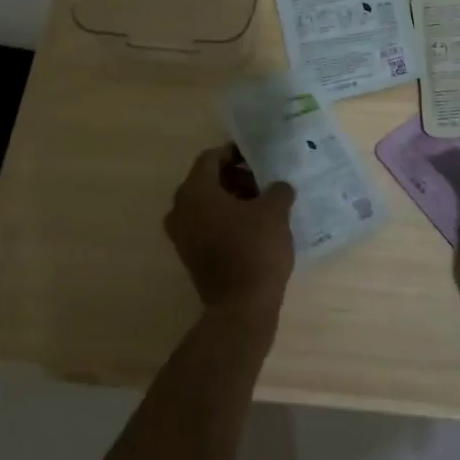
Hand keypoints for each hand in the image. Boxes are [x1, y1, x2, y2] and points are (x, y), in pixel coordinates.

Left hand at [164, 145, 296, 312]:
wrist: (242, 305)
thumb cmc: (255, 248)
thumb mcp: (275, 211)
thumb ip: (277, 189)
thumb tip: (278, 186)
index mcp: (195, 191)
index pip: (211, 158)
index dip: (234, 153)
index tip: (257, 157)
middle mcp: (180, 209)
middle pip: (207, 181)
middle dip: (236, 178)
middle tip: (264, 181)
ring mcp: (182, 236)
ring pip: (207, 205)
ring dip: (233, 200)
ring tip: (264, 204)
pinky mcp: (190, 256)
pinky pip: (207, 226)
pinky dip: (227, 220)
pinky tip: (254, 226)